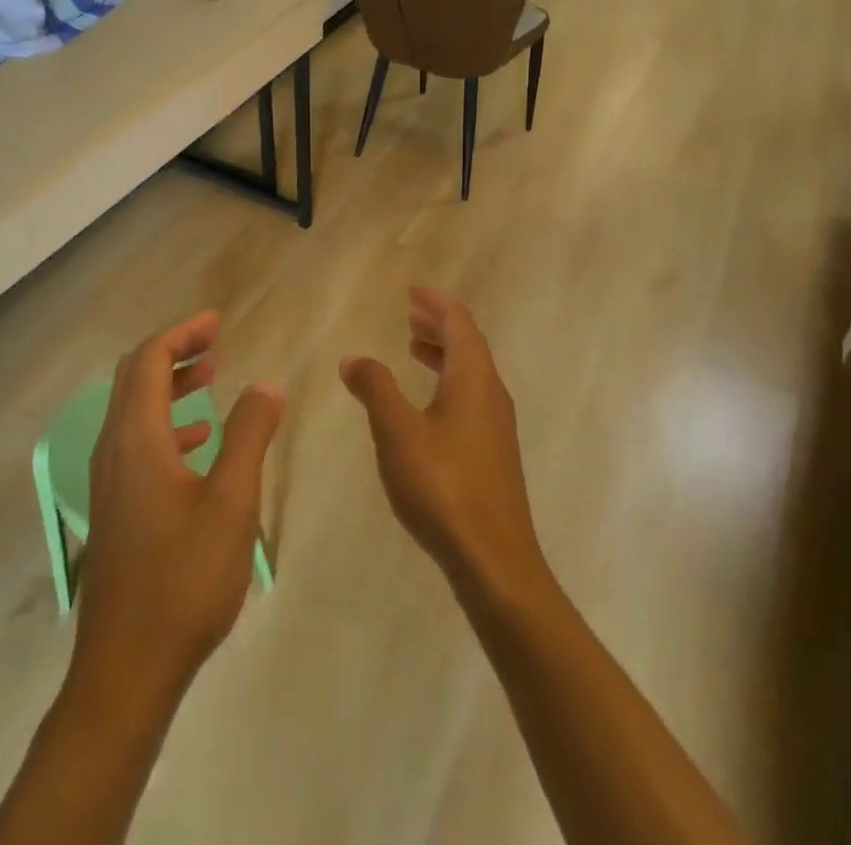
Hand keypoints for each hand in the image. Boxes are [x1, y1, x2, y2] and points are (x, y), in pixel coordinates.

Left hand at [71, 313, 283, 708]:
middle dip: (174, 352)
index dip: (183, 333)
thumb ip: (249, 435)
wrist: (126, 670)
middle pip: (135, 377)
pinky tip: (198, 443)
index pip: (149, 360)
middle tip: (215, 342)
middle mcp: (113, 450)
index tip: (217, 322)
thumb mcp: (231, 502)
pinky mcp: (115, 509)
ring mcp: (109, 481)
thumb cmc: (183, 579)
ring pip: (133, 410)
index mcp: (136, 438)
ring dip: (169, 387)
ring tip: (210, 381)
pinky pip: (136, 442)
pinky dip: (166, 424)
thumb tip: (266, 384)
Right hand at [340, 288, 549, 605]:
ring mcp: (496, 426)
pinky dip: (448, 382)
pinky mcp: (493, 453)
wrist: (494, 560)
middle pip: (468, 344)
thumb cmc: (443, 486)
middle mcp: (491, 394)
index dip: (437, 302)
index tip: (413, 290)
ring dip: (443, 354)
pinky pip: (470, 397)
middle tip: (411, 314)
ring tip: (414, 350)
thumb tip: (354, 358)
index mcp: (473, 379)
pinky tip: (427, 405)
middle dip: (439, 324)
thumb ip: (375, 389)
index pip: (459, 323)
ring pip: (471, 372)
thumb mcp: (397, 432)